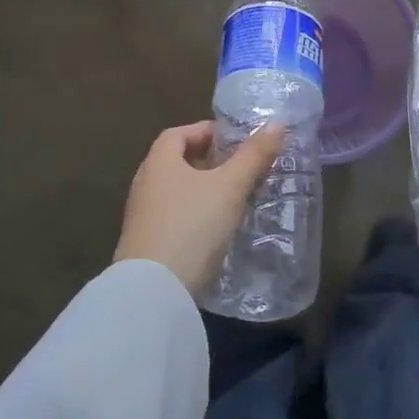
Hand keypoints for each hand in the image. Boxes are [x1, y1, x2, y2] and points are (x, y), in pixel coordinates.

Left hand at [115, 121, 283, 296]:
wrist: (153, 294)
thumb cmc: (192, 226)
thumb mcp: (230, 188)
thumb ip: (253, 156)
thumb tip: (277, 123)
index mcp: (159, 162)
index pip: (179, 133)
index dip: (206, 132)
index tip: (235, 141)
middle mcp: (145, 184)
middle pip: (177, 162)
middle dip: (209, 163)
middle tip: (241, 169)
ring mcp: (142, 218)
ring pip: (177, 193)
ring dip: (204, 192)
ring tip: (236, 200)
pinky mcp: (145, 247)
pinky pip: (174, 220)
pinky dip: (196, 217)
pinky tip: (217, 232)